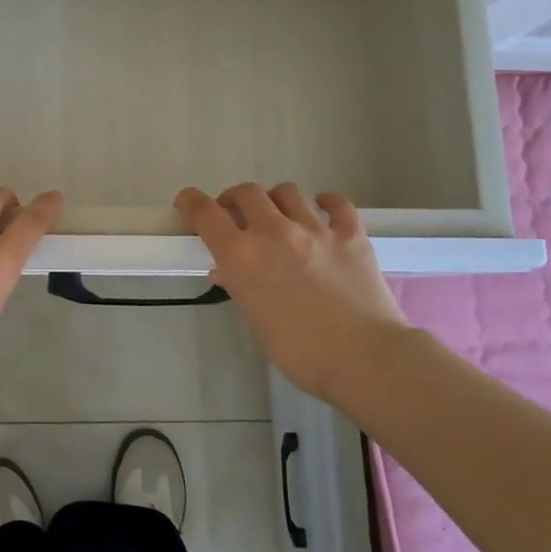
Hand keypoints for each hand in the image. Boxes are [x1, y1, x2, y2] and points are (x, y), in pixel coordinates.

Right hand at [175, 183, 409, 399]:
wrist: (364, 359)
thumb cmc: (299, 351)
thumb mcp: (255, 320)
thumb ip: (239, 287)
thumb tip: (226, 271)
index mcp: (242, 256)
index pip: (205, 213)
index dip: (191, 202)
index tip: (187, 203)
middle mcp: (274, 232)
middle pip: (246, 192)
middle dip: (235, 199)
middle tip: (237, 215)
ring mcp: (315, 229)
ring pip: (287, 191)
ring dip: (276, 200)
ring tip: (279, 216)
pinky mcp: (351, 234)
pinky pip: (336, 203)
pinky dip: (325, 203)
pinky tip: (322, 212)